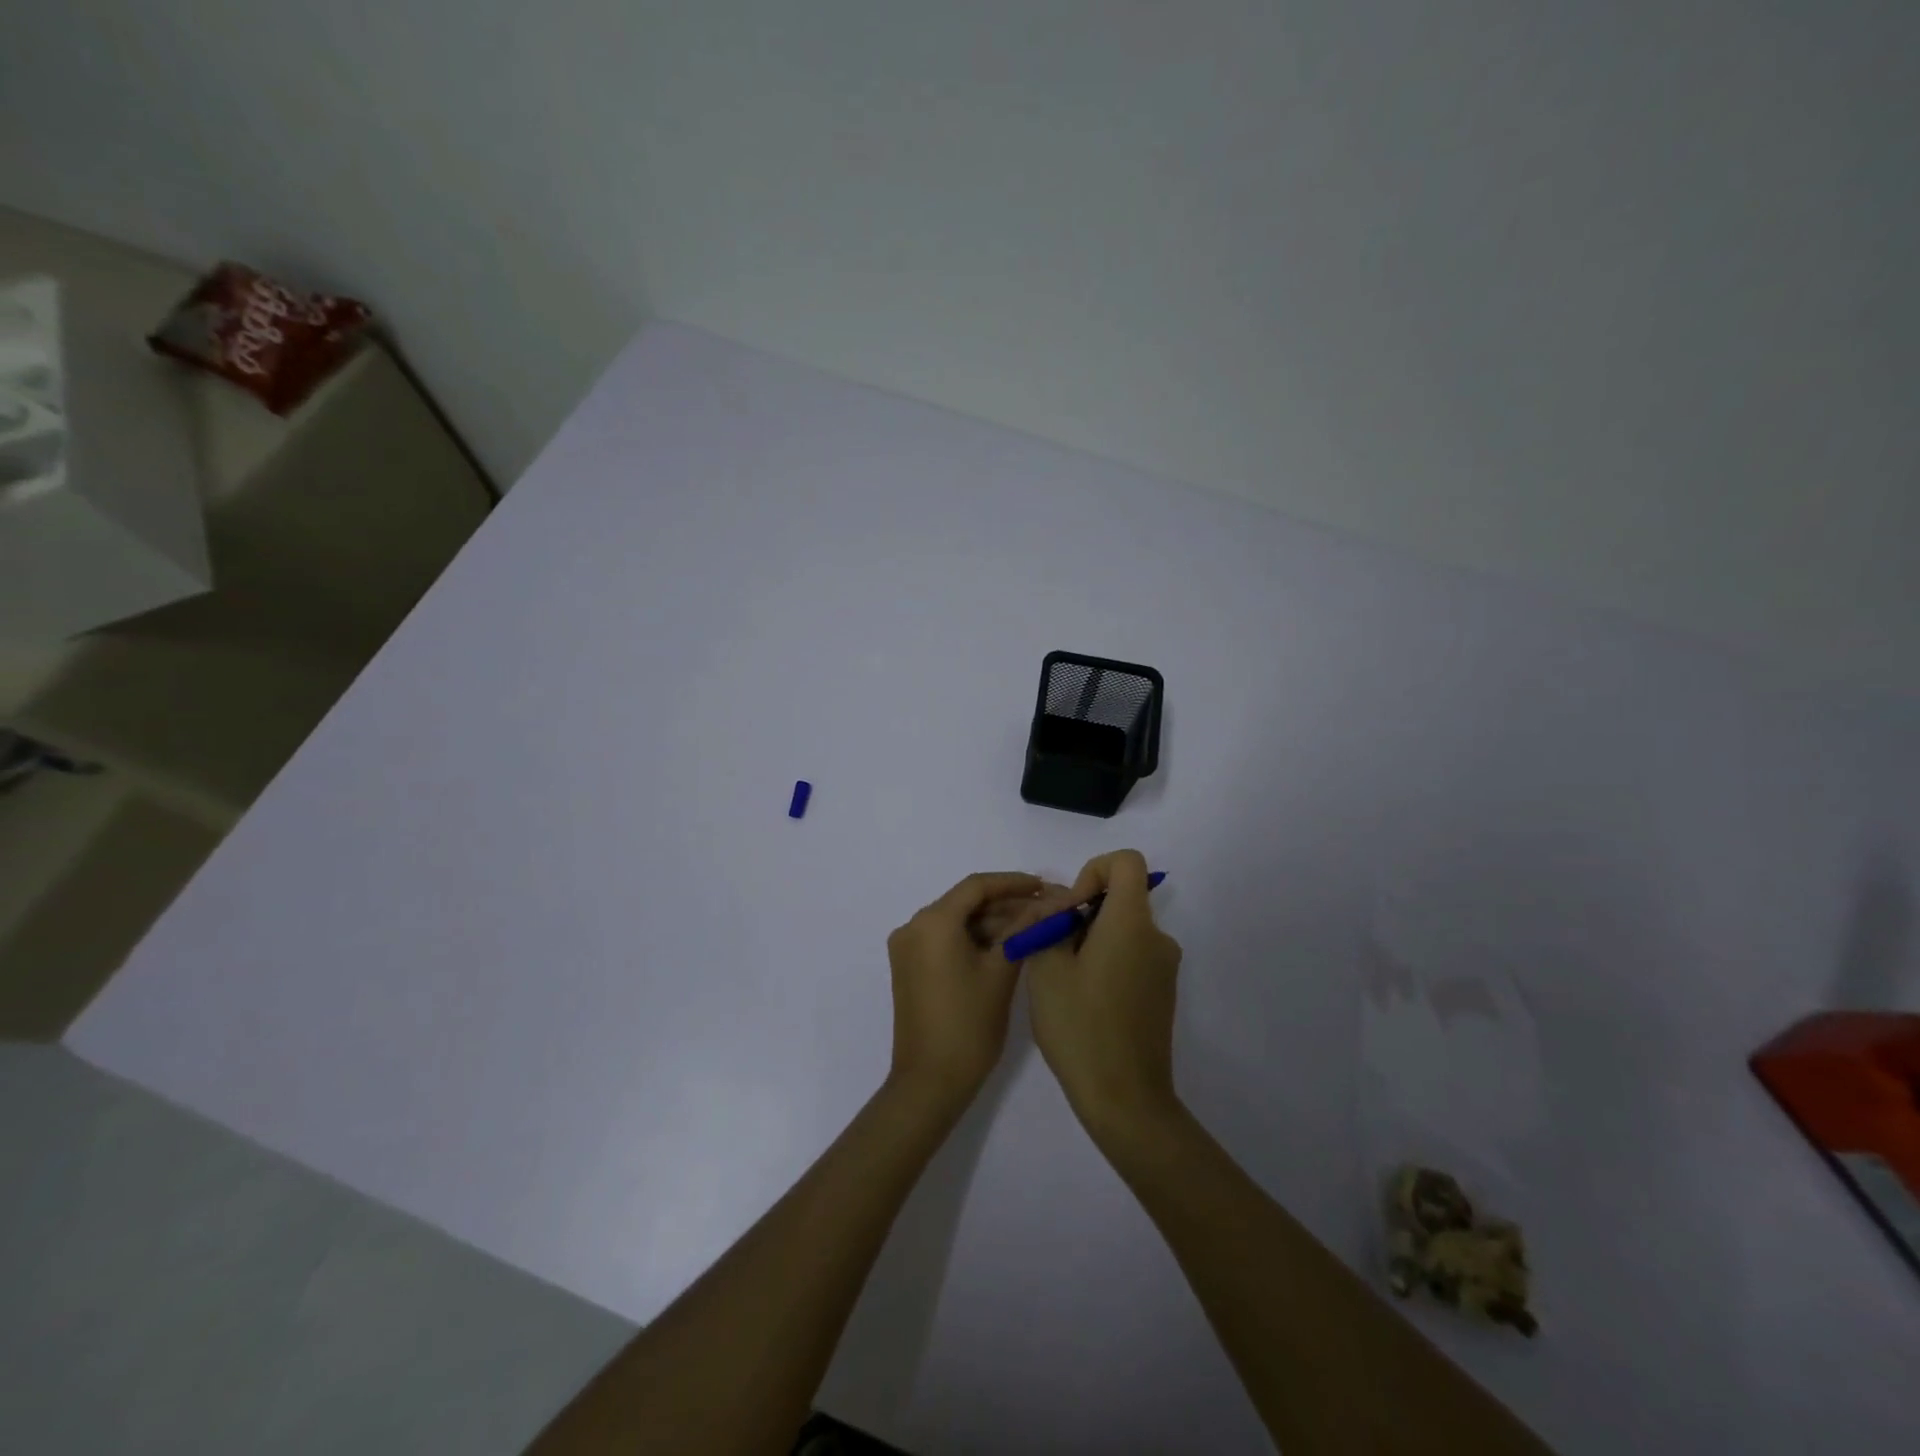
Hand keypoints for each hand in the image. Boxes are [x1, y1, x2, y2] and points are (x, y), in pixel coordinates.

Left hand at [885, 872, 1061, 1112]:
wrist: (930, 1082)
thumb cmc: (969, 1025)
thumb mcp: (1001, 972)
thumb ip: (1023, 930)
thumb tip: (1050, 904)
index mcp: (932, 922)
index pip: (977, 886)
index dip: (1013, 883)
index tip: (1045, 886)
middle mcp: (913, 926)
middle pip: (966, 902)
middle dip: (1006, 904)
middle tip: (1046, 909)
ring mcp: (908, 948)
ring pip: (957, 921)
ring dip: (992, 922)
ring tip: (1034, 927)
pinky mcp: (910, 967)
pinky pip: (946, 939)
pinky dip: (974, 939)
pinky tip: (1007, 945)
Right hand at [1027, 850, 1183, 1139]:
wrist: (1125, 1099)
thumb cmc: (1081, 1027)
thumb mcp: (1047, 969)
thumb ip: (1049, 923)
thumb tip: (1058, 904)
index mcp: (1132, 923)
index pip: (1126, 862)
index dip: (1093, 871)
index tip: (1071, 910)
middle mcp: (1157, 938)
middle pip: (1121, 897)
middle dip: (1082, 913)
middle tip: (1053, 951)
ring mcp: (1164, 967)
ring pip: (1123, 929)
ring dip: (1091, 940)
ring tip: (1063, 980)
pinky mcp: (1162, 992)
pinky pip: (1132, 955)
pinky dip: (1106, 961)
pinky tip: (1084, 1001)